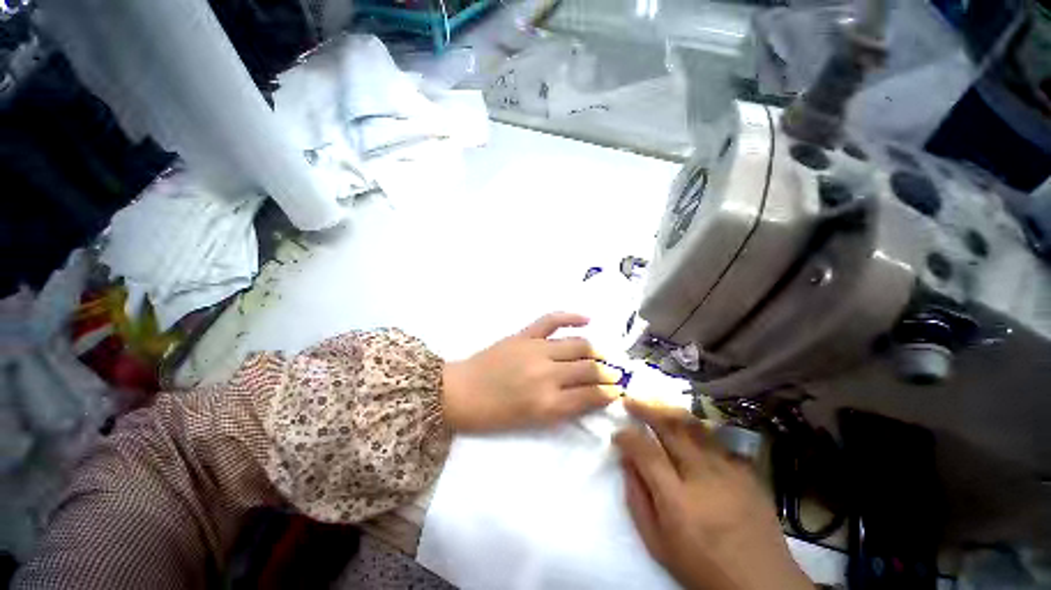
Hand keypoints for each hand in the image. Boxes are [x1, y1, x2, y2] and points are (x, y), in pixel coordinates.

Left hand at [441, 312, 622, 432]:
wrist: (459, 392)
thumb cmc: (493, 414)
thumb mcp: (531, 422)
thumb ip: (562, 409)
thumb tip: (590, 396)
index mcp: (547, 403)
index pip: (591, 396)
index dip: (609, 394)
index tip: (619, 391)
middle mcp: (547, 374)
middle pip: (589, 369)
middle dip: (608, 372)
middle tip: (616, 374)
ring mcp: (536, 349)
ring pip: (577, 345)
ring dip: (597, 351)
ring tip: (604, 355)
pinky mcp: (525, 334)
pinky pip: (552, 320)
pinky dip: (571, 317)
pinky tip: (587, 320)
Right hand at [614, 398, 811, 589]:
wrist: (762, 584)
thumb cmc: (702, 567)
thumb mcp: (658, 544)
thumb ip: (637, 500)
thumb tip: (626, 462)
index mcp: (678, 501)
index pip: (646, 452)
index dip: (628, 437)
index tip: (617, 434)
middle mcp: (704, 477)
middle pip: (671, 429)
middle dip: (645, 409)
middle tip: (630, 402)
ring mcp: (730, 471)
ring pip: (694, 426)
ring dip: (669, 411)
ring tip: (654, 405)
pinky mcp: (747, 471)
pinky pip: (717, 439)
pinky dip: (696, 429)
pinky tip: (687, 429)